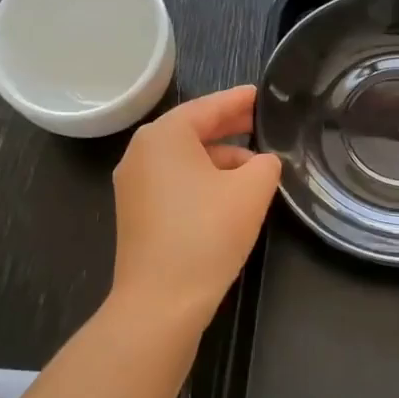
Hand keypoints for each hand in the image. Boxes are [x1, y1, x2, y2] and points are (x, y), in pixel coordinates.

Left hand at [110, 85, 281, 324]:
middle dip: (228, 128)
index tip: (261, 95)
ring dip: (219, 159)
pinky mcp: (136, 214)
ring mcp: (134, 185)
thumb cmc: (206, 234)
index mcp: (164, 136)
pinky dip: (202, 180)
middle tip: (261, 123)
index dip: (238, 101)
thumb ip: (265, 165)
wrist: (160, 302)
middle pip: (192, 130)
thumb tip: (262, 163)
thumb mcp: (251, 191)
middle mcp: (141, 153)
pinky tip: (229, 194)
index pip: (208, 107)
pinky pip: (174, 182)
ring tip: (256, 167)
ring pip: (184, 159)